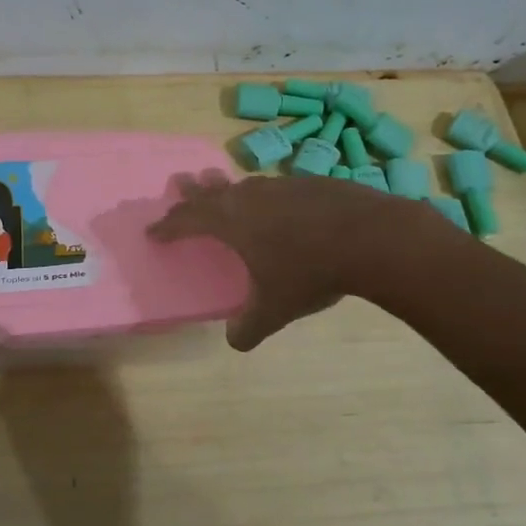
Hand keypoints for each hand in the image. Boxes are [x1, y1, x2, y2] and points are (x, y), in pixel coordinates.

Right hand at [147, 170, 381, 350]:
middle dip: (192, 193)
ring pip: (244, 185)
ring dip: (228, 189)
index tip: (153, 231)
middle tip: (180, 184)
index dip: (167, 226)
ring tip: (223, 190)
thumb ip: (249, 327)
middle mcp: (249, 197)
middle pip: (211, 191)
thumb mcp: (275, 309)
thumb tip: (235, 341)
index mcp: (231, 221)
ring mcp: (281, 186)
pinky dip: (264, 196)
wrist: (372, 236)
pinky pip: (274, 188)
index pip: (187, 219)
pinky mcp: (310, 184)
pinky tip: (277, 206)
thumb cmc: (311, 271)